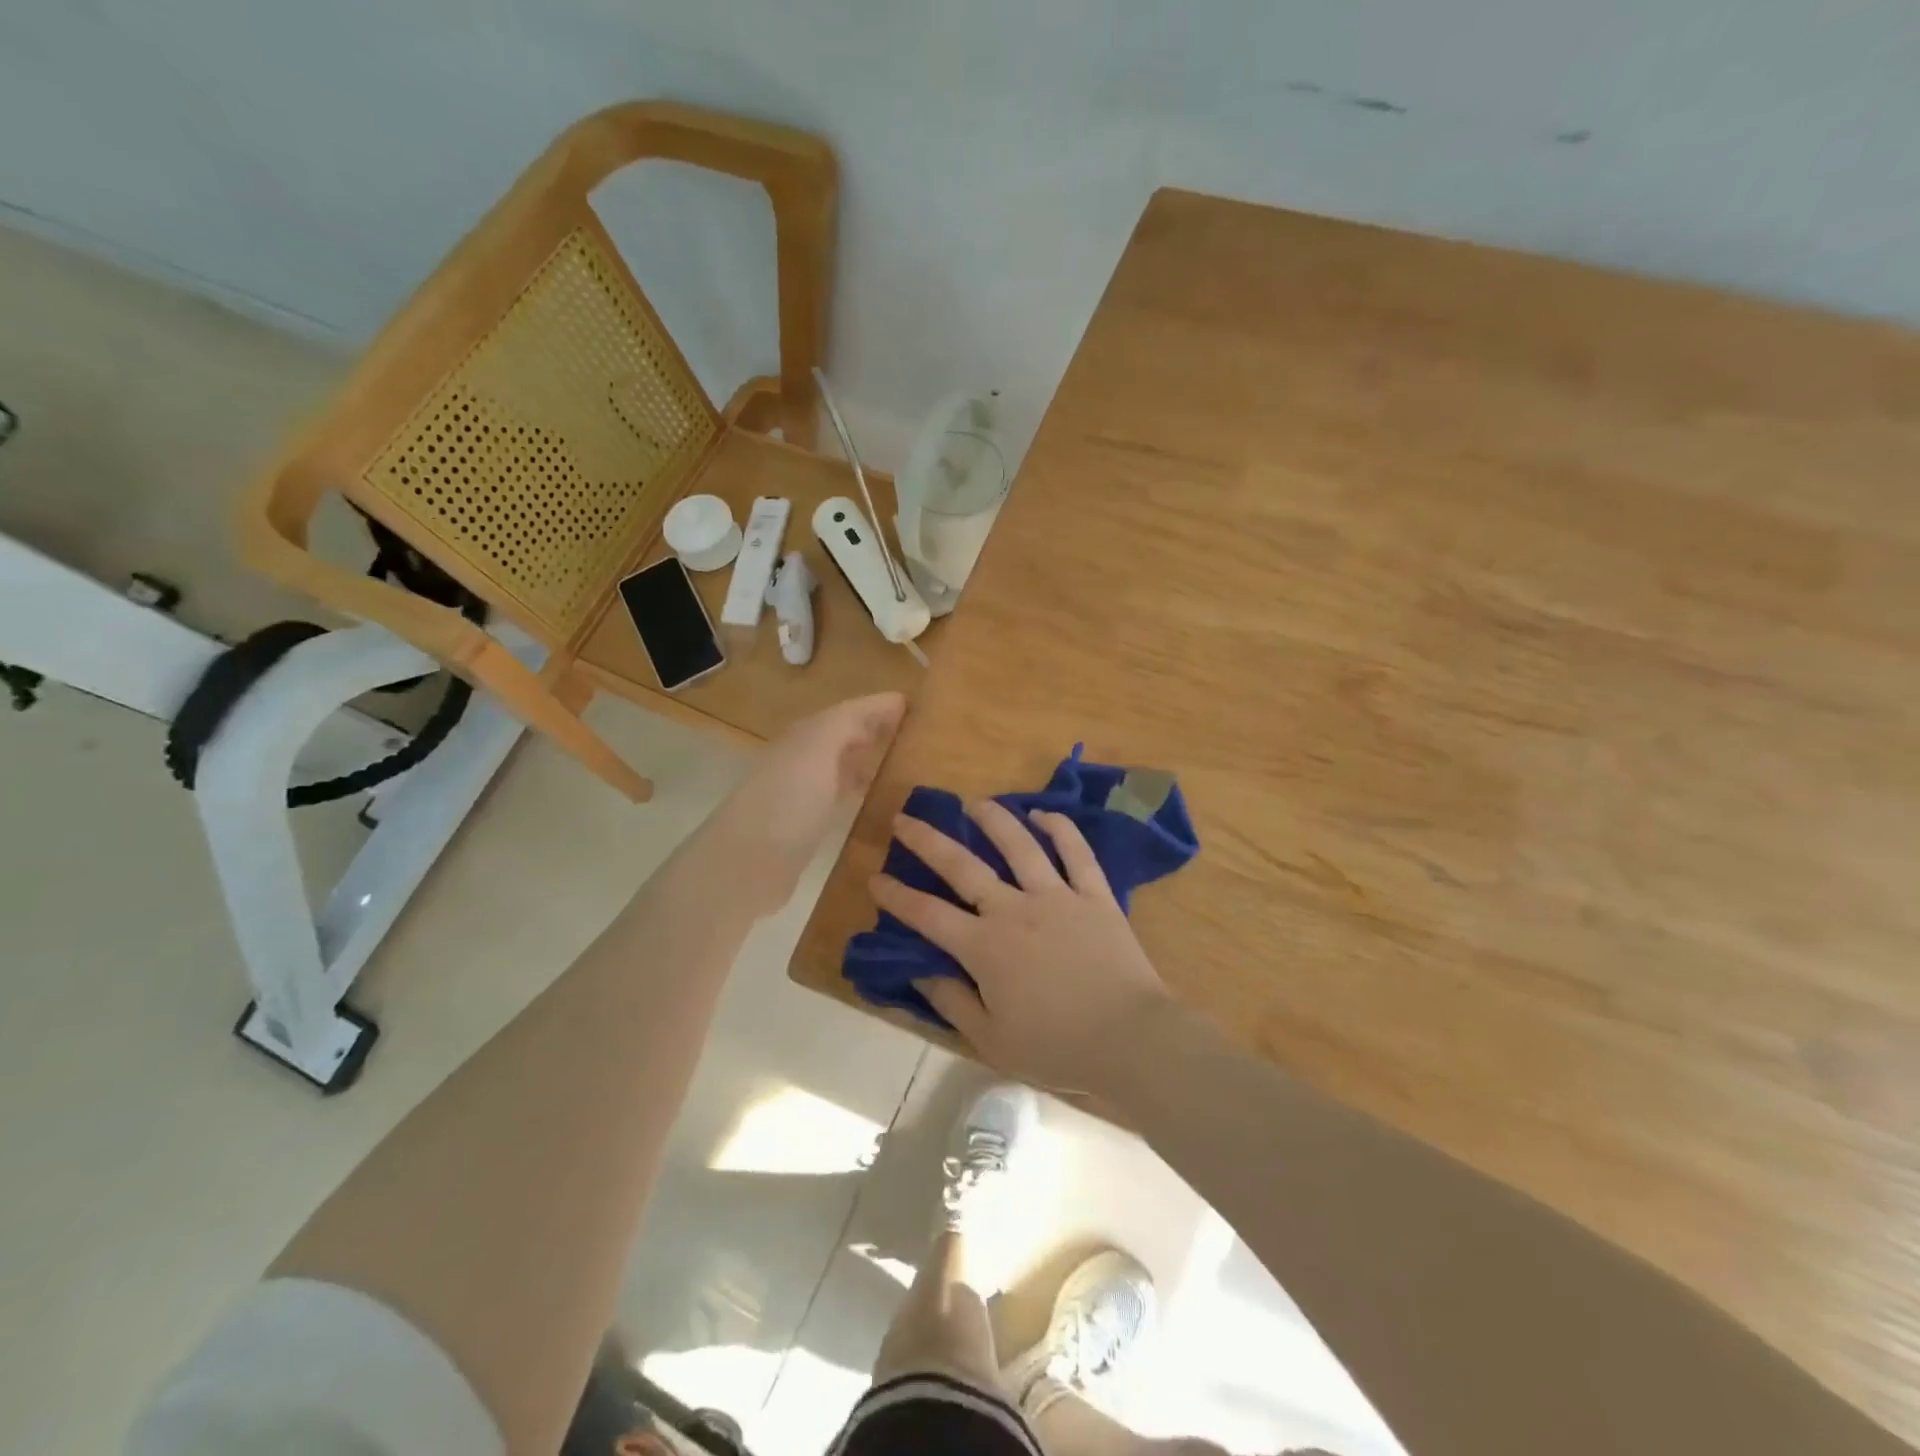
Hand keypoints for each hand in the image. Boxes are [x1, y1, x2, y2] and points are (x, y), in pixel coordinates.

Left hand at [705, 693, 906, 915]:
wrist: (745, 865)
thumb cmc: (786, 801)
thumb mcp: (817, 749)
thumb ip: (847, 722)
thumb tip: (883, 705)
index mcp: (804, 737)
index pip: (847, 712)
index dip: (877, 706)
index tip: (914, 704)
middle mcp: (801, 759)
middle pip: (842, 736)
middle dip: (874, 729)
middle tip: (914, 731)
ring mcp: (801, 793)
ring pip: (840, 765)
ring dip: (866, 759)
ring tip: (901, 761)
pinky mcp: (804, 826)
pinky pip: (838, 795)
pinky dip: (857, 789)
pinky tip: (872, 798)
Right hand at [870, 800, 1174, 1093]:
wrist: (1131, 1039)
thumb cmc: (1057, 1047)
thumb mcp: (991, 1040)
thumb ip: (951, 1002)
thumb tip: (919, 971)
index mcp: (985, 947)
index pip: (927, 915)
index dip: (897, 896)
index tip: (874, 877)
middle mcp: (1014, 910)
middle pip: (963, 866)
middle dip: (928, 841)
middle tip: (905, 818)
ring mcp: (1057, 896)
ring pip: (1020, 845)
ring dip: (993, 819)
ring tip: (973, 802)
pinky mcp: (1095, 895)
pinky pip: (1077, 852)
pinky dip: (1060, 828)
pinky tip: (1042, 813)